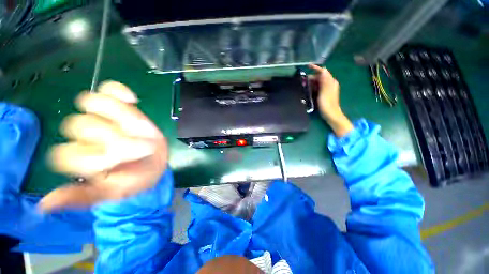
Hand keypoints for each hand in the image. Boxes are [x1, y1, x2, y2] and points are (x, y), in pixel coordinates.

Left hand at [39, 81, 167, 211]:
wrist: (152, 165)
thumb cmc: (132, 180)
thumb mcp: (111, 194)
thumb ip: (83, 197)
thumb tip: (45, 204)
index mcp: (77, 159)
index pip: (64, 153)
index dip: (89, 159)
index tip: (113, 165)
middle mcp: (84, 135)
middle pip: (81, 125)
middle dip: (113, 138)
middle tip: (136, 150)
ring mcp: (103, 117)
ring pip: (92, 103)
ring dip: (119, 116)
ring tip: (139, 129)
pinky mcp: (121, 107)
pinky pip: (111, 89)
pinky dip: (118, 91)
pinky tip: (131, 99)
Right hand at [308, 64, 352, 136]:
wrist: (331, 114)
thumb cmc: (327, 104)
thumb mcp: (325, 91)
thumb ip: (325, 80)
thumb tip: (323, 70)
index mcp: (331, 82)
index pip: (323, 71)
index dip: (316, 68)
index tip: (307, 66)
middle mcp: (330, 84)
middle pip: (320, 77)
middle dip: (311, 77)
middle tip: (302, 81)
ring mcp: (327, 89)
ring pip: (318, 82)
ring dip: (311, 82)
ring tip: (303, 85)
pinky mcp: (324, 94)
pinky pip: (317, 88)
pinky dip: (312, 87)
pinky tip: (307, 90)